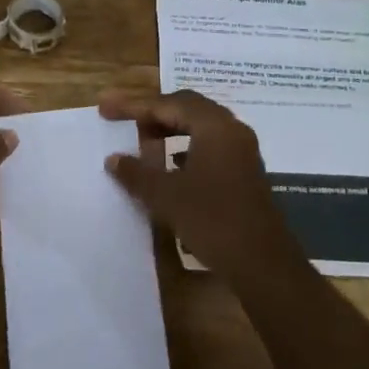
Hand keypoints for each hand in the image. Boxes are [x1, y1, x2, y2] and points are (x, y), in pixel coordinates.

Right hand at [100, 90, 300, 283]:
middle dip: (153, 113)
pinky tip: (170, 166)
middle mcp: (231, 130)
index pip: (167, 104)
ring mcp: (241, 151)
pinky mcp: (244, 172)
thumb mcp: (166, 196)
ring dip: (170, 130)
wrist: (263, 264)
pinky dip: (185, 148)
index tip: (105, 109)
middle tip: (124, 121)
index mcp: (214, 126)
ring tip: (143, 143)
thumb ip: (137, 173)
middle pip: (186, 108)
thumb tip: (114, 159)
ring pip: (199, 127)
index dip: (133, 106)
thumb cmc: (213, 220)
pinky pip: (209, 146)